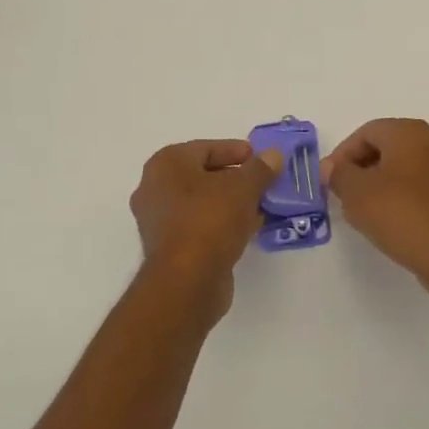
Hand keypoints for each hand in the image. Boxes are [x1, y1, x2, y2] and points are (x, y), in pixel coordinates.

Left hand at [130, 139, 283, 321]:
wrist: (187, 281)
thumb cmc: (210, 220)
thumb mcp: (243, 187)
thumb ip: (260, 168)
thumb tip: (273, 155)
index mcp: (165, 165)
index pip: (205, 148)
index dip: (235, 150)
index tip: (261, 158)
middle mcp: (155, 189)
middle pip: (203, 175)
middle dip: (236, 179)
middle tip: (264, 182)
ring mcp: (159, 221)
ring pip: (202, 203)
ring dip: (232, 203)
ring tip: (262, 205)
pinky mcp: (170, 248)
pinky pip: (201, 226)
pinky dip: (223, 224)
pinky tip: (250, 228)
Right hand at [321, 119, 428, 292]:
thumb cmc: (401, 216)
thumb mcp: (357, 194)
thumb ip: (338, 174)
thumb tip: (331, 167)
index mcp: (411, 132)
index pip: (366, 132)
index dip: (342, 155)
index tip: (330, 181)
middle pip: (387, 146)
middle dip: (361, 167)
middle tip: (343, 193)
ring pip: (404, 166)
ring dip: (380, 182)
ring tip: (363, 209)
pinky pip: (420, 184)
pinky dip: (401, 194)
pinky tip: (390, 218)